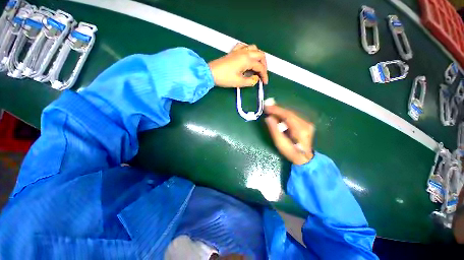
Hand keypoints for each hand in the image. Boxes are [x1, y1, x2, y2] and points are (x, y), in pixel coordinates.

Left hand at [208, 43, 268, 87]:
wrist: (211, 73)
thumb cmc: (225, 78)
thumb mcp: (239, 82)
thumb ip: (250, 81)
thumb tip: (256, 79)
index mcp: (247, 60)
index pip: (260, 67)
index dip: (264, 75)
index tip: (264, 83)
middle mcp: (245, 52)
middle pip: (260, 55)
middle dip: (264, 65)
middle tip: (262, 74)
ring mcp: (239, 50)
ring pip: (254, 48)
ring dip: (258, 56)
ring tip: (257, 65)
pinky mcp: (233, 52)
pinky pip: (244, 46)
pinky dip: (249, 51)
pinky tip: (247, 56)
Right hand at [265, 104, 314, 164]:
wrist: (305, 158)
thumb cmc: (291, 152)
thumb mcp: (280, 143)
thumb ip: (274, 130)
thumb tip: (268, 118)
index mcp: (300, 130)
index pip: (287, 115)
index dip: (276, 110)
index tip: (266, 107)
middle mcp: (306, 124)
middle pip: (289, 113)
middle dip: (277, 109)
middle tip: (267, 106)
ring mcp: (307, 123)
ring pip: (291, 113)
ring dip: (280, 111)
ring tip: (270, 109)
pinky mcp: (305, 124)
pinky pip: (292, 116)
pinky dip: (284, 115)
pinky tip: (277, 114)